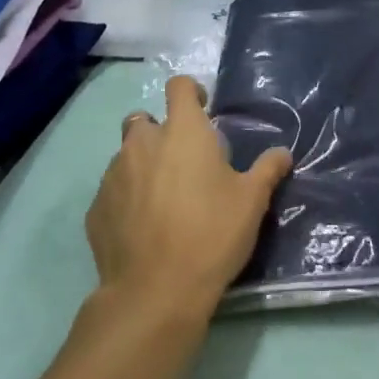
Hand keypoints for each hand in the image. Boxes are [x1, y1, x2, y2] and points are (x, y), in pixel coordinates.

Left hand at [86, 75, 292, 324]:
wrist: (155, 292)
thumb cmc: (211, 233)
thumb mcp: (252, 201)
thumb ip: (267, 170)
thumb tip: (283, 153)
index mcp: (183, 131)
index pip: (179, 86)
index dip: (191, 92)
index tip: (203, 111)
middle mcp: (142, 143)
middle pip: (144, 120)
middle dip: (160, 132)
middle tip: (181, 160)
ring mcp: (113, 175)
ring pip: (124, 156)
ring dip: (142, 165)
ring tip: (162, 197)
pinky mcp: (96, 209)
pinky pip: (111, 191)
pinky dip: (125, 198)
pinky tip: (142, 226)